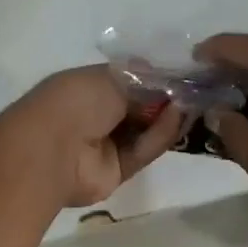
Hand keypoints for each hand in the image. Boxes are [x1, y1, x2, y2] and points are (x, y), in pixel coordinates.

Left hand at [2, 66, 184, 207]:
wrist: (53, 148)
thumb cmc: (77, 101)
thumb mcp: (114, 78)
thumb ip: (144, 80)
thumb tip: (166, 79)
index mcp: (89, 88)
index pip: (129, 82)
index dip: (155, 79)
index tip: (182, 75)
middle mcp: (97, 115)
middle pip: (140, 108)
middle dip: (165, 101)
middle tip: (193, 92)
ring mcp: (106, 145)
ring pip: (145, 131)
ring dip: (166, 118)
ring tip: (189, 103)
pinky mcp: (117, 171)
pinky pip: (143, 152)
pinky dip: (159, 137)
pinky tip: (176, 119)